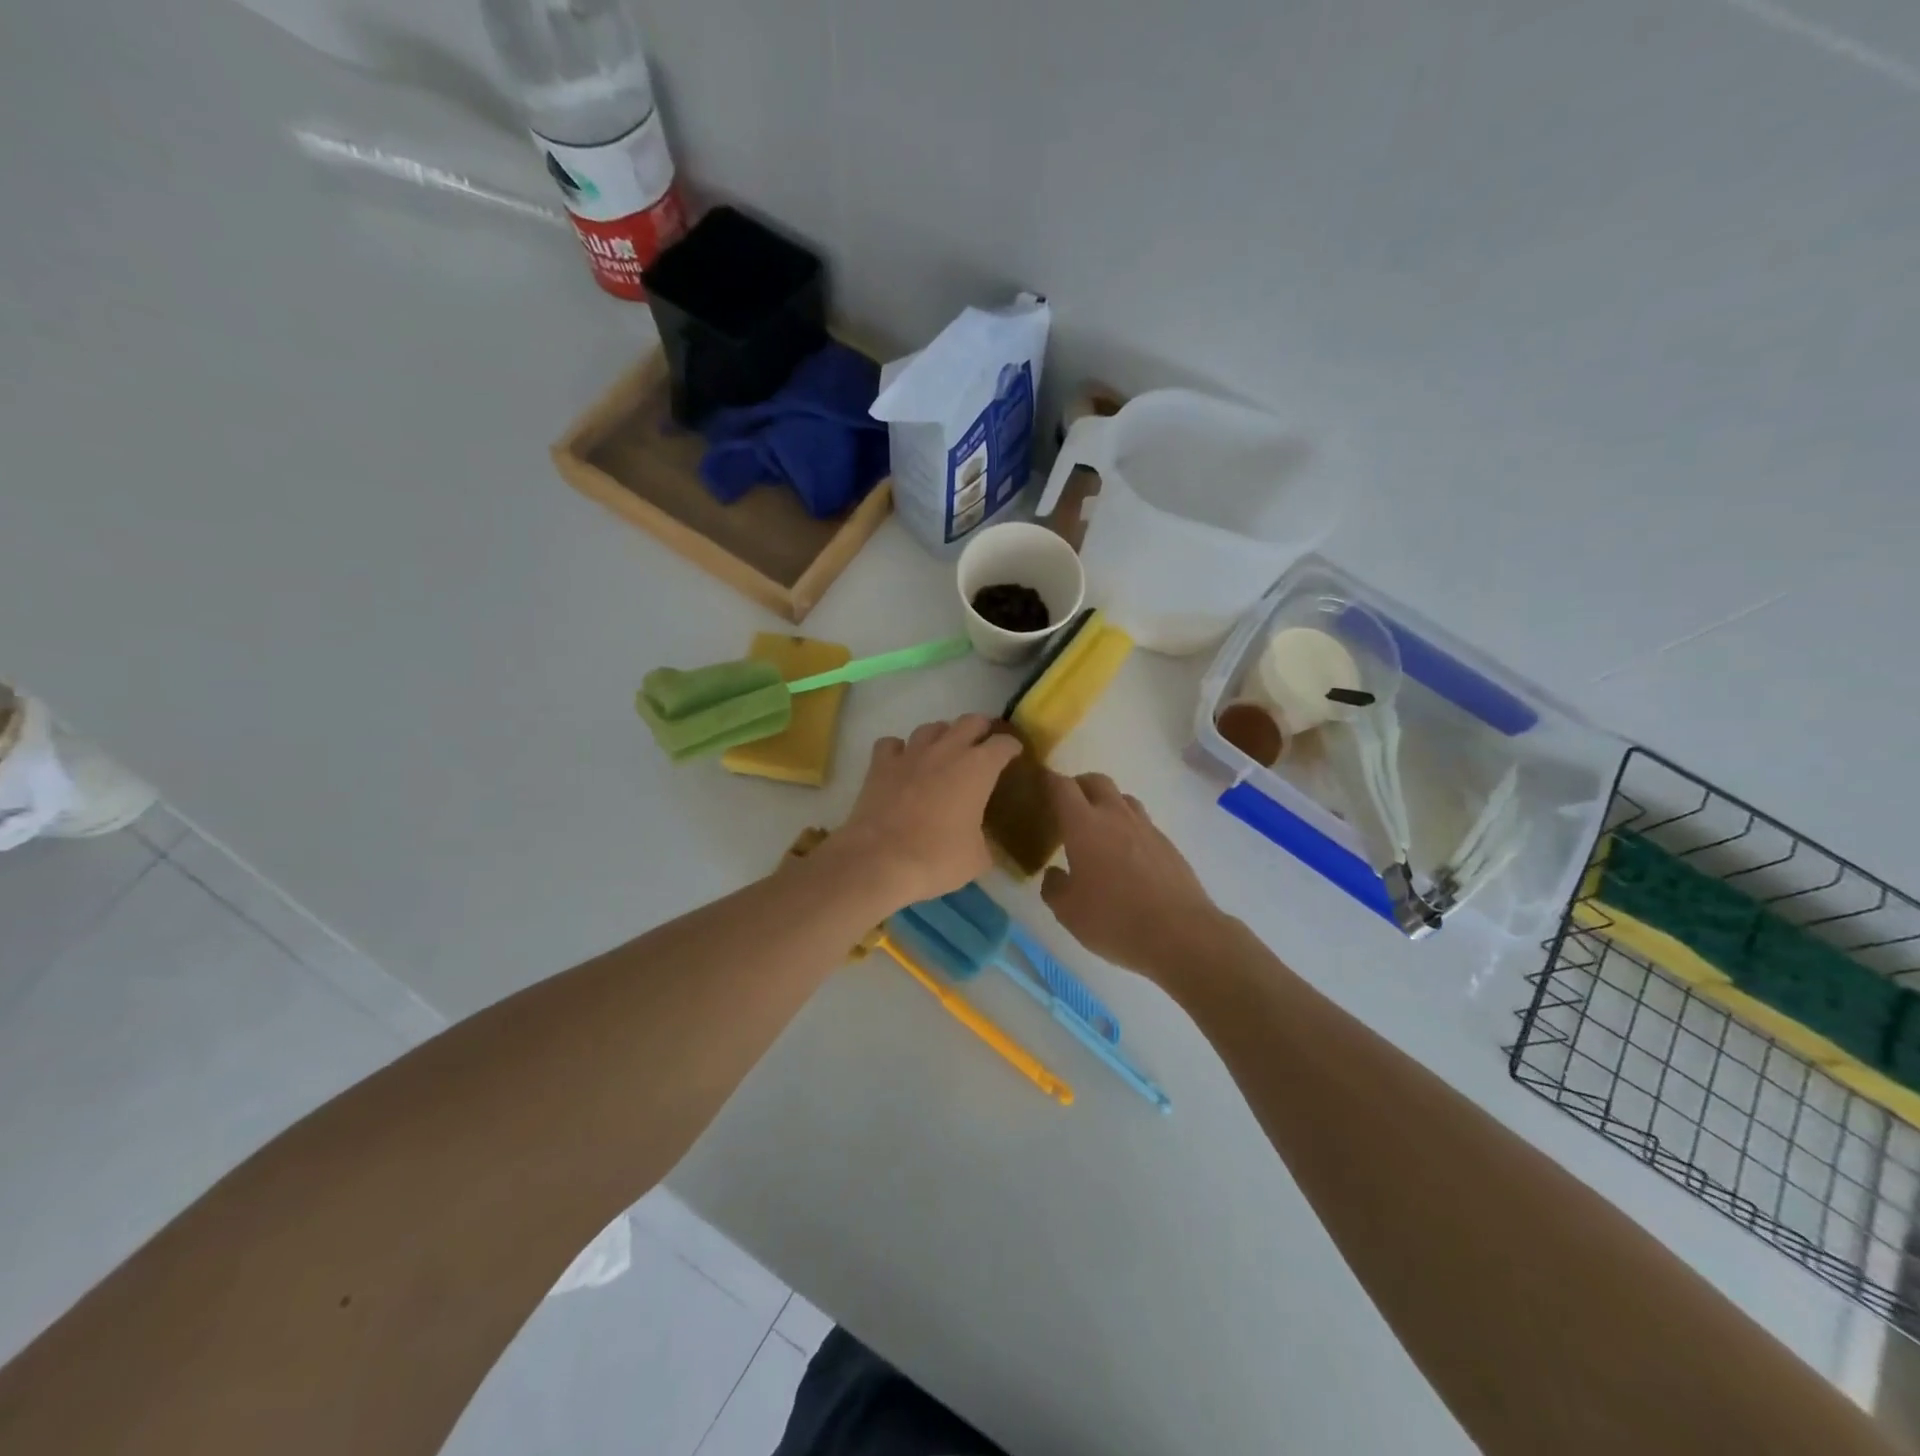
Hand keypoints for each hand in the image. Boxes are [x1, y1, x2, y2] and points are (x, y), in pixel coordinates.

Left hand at [827, 715, 1021, 911]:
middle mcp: (947, 750)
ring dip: (942, 735)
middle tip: (983, 744)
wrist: (880, 861)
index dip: (1011, 747)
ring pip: (931, 728)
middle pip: (969, 721)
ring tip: (944, 750)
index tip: (1014, 753)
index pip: (1003, 744)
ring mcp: (911, 753)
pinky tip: (902, 762)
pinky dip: (899, 750)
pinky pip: (892, 744)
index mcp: (978, 768)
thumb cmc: (938, 858)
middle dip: (980, 729)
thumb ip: (985, 842)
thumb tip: (982, 843)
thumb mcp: (977, 858)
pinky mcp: (880, 764)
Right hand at [1041, 772, 1226, 984]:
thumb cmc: (1114, 919)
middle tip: (1067, 806)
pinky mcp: (1167, 844)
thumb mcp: (1068, 912)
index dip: (1048, 781)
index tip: (1039, 784)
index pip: (1062, 787)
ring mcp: (1146, 828)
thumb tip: (1054, 874)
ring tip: (1098, 829)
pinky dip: (1128, 828)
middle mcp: (1115, 816)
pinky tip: (1126, 856)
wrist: (1180, 933)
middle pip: (1096, 781)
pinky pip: (1142, 823)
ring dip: (1106, 804)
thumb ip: (1054, 887)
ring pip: (1123, 799)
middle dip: (1078, 785)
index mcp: (1084, 825)